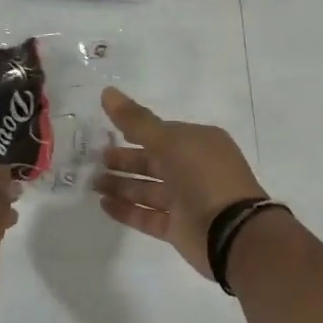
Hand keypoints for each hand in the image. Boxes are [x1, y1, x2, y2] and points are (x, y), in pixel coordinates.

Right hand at [94, 87, 266, 279]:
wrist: (229, 230)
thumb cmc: (203, 176)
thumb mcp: (169, 140)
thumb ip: (136, 120)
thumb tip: (107, 91)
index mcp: (199, 144)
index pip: (162, 134)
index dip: (135, 132)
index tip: (107, 133)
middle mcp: (194, 170)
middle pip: (152, 163)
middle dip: (124, 161)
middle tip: (95, 160)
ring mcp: (187, 201)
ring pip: (148, 190)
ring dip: (121, 185)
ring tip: (93, 183)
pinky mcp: (178, 228)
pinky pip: (147, 216)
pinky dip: (126, 210)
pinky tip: (103, 205)